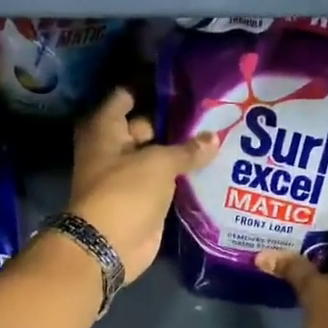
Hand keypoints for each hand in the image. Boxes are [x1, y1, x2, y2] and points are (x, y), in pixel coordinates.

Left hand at [68, 88, 218, 278]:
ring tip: (221, 132)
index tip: (185, 81)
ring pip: (159, 155)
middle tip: (214, 109)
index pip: (128, 96)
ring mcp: (129, 176)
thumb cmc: (125, 192)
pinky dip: (184, 175)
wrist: (110, 246)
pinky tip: (214, 164)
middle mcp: (115, 148)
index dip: (153, 87)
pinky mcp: (144, 199)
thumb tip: (214, 138)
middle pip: (146, 125)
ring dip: (183, 150)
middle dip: (176, 120)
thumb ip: (188, 149)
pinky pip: (166, 181)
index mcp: (106, 129)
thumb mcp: (159, 163)